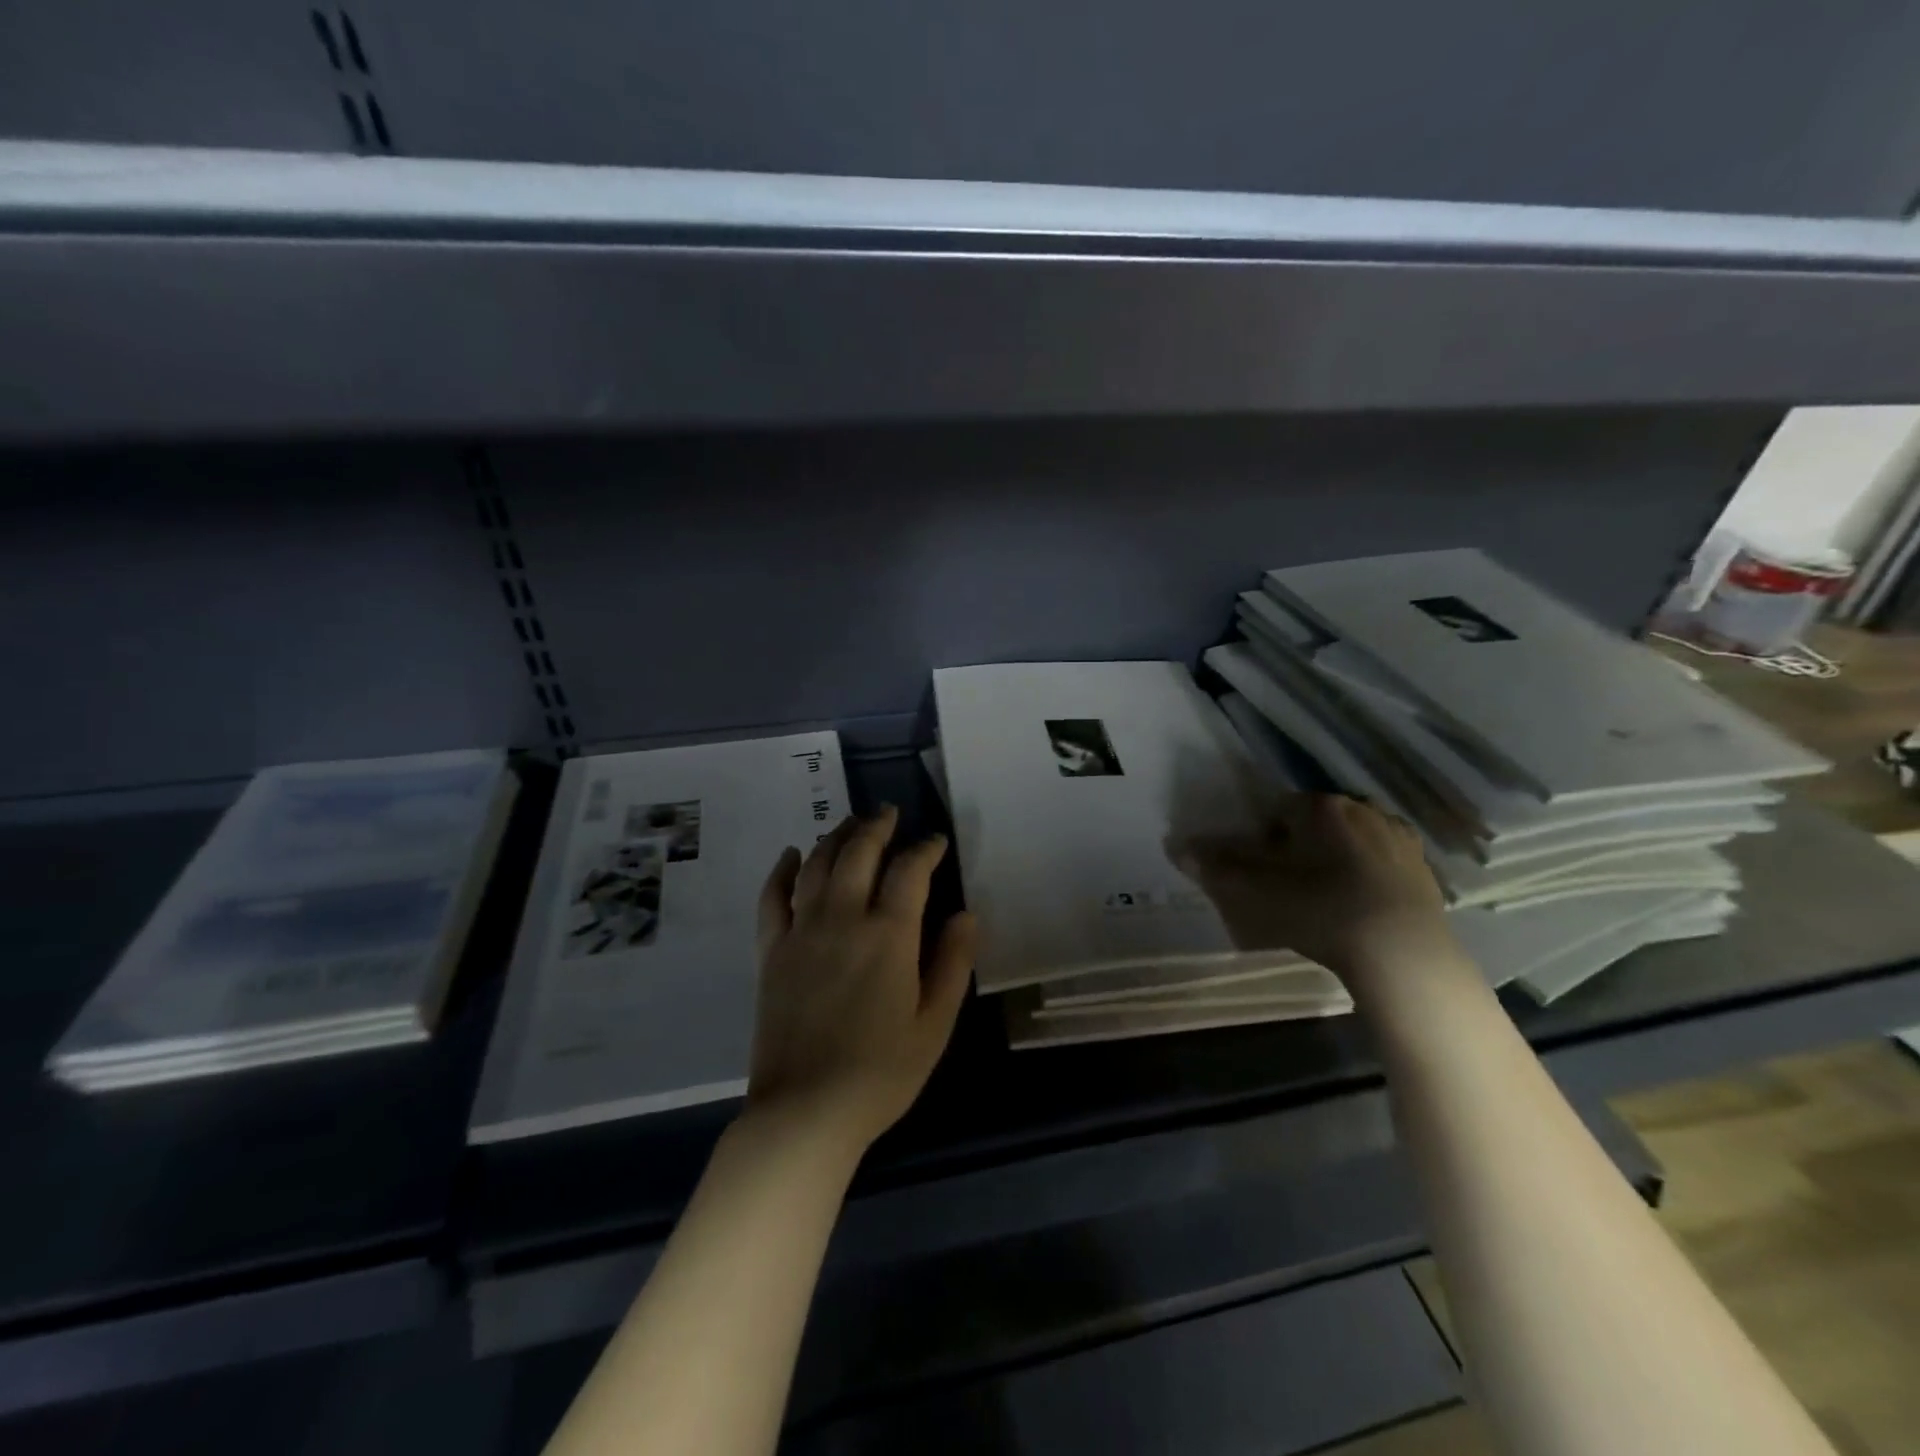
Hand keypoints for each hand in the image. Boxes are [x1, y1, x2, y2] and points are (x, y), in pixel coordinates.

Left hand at [747, 806, 978, 1152]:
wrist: (805, 1111)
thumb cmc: (882, 1072)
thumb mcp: (935, 1024)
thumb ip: (952, 963)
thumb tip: (967, 914)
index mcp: (889, 936)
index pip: (909, 871)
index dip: (925, 849)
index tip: (935, 841)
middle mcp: (843, 919)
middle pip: (859, 853)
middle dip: (876, 827)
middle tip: (888, 813)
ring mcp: (802, 932)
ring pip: (817, 865)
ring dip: (835, 837)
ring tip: (849, 824)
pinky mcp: (771, 952)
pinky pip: (773, 898)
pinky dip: (782, 871)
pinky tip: (790, 854)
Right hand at [1173, 793, 1455, 987]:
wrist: (1401, 952)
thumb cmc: (1319, 911)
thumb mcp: (1255, 893)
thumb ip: (1215, 868)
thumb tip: (1175, 846)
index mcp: (1318, 806)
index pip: (1278, 809)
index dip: (1264, 839)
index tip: (1263, 871)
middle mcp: (1360, 808)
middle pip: (1316, 820)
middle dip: (1301, 844)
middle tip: (1291, 884)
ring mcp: (1397, 835)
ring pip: (1351, 837)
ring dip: (1336, 856)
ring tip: (1326, 895)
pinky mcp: (1423, 866)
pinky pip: (1383, 859)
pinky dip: (1368, 872)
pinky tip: (1361, 904)